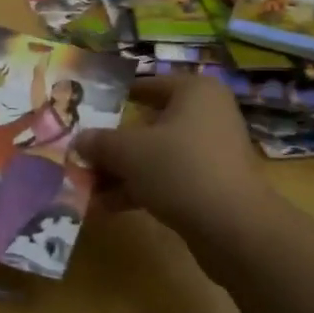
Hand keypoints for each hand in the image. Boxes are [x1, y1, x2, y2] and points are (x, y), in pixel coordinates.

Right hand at [74, 74, 270, 237]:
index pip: (149, 85)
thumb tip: (79, 140)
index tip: (89, 108)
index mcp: (195, 91)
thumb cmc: (180, 168)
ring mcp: (211, 152)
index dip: (117, 96)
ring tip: (86, 186)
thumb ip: (100, 142)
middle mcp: (207, 115)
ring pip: (157, 155)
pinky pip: (168, 179)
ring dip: (122, 171)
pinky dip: (140, 189)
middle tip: (82, 153)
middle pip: (150, 123)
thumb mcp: (129, 151)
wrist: (234, 227)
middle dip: (114, 143)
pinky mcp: (211, 185)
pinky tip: (107, 207)